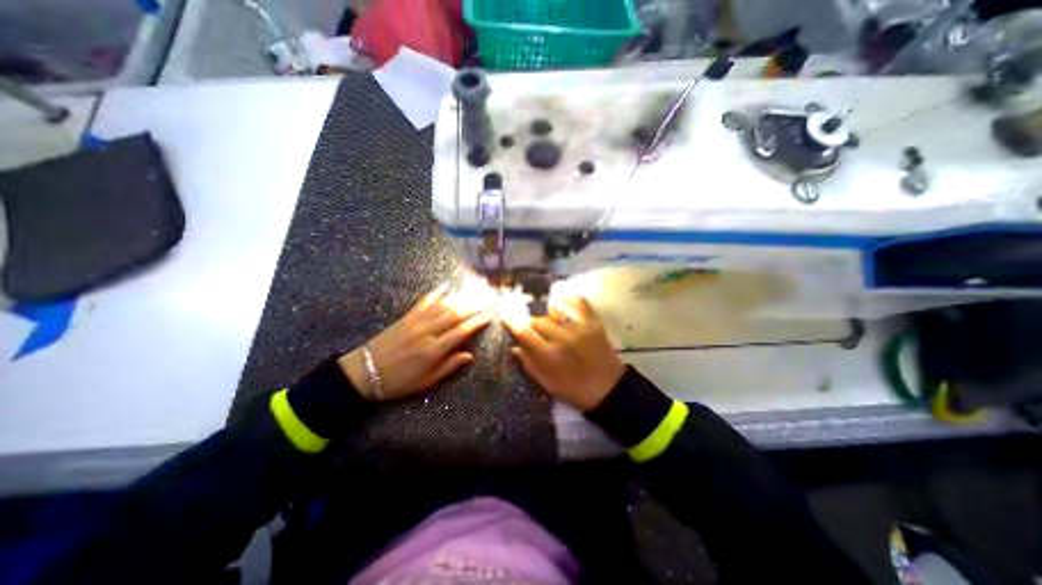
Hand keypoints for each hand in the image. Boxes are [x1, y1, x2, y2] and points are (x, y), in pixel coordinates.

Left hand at [339, 283, 492, 401]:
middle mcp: (428, 332)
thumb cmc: (399, 381)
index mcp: (434, 350)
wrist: (364, 372)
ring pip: (444, 305)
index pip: (462, 331)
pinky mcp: (407, 317)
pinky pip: (425, 301)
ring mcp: (417, 322)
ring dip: (462, 297)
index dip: (479, 321)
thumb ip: (449, 366)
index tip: (492, 314)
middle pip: (456, 314)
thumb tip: (471, 356)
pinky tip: (447, 285)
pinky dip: (437, 292)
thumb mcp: (427, 381)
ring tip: (476, 290)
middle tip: (490, 298)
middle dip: (476, 305)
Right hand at [508, 293, 621, 410]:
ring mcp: (579, 327)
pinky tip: (560, 299)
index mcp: (549, 355)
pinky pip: (578, 302)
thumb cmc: (575, 390)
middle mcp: (562, 337)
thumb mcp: (547, 383)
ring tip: (539, 308)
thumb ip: (529, 364)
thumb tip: (514, 347)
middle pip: (536, 318)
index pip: (523, 331)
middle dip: (527, 317)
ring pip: (553, 308)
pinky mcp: (593, 322)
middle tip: (524, 316)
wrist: (609, 389)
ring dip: (543, 307)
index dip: (511, 321)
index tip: (505, 314)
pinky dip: (567, 298)